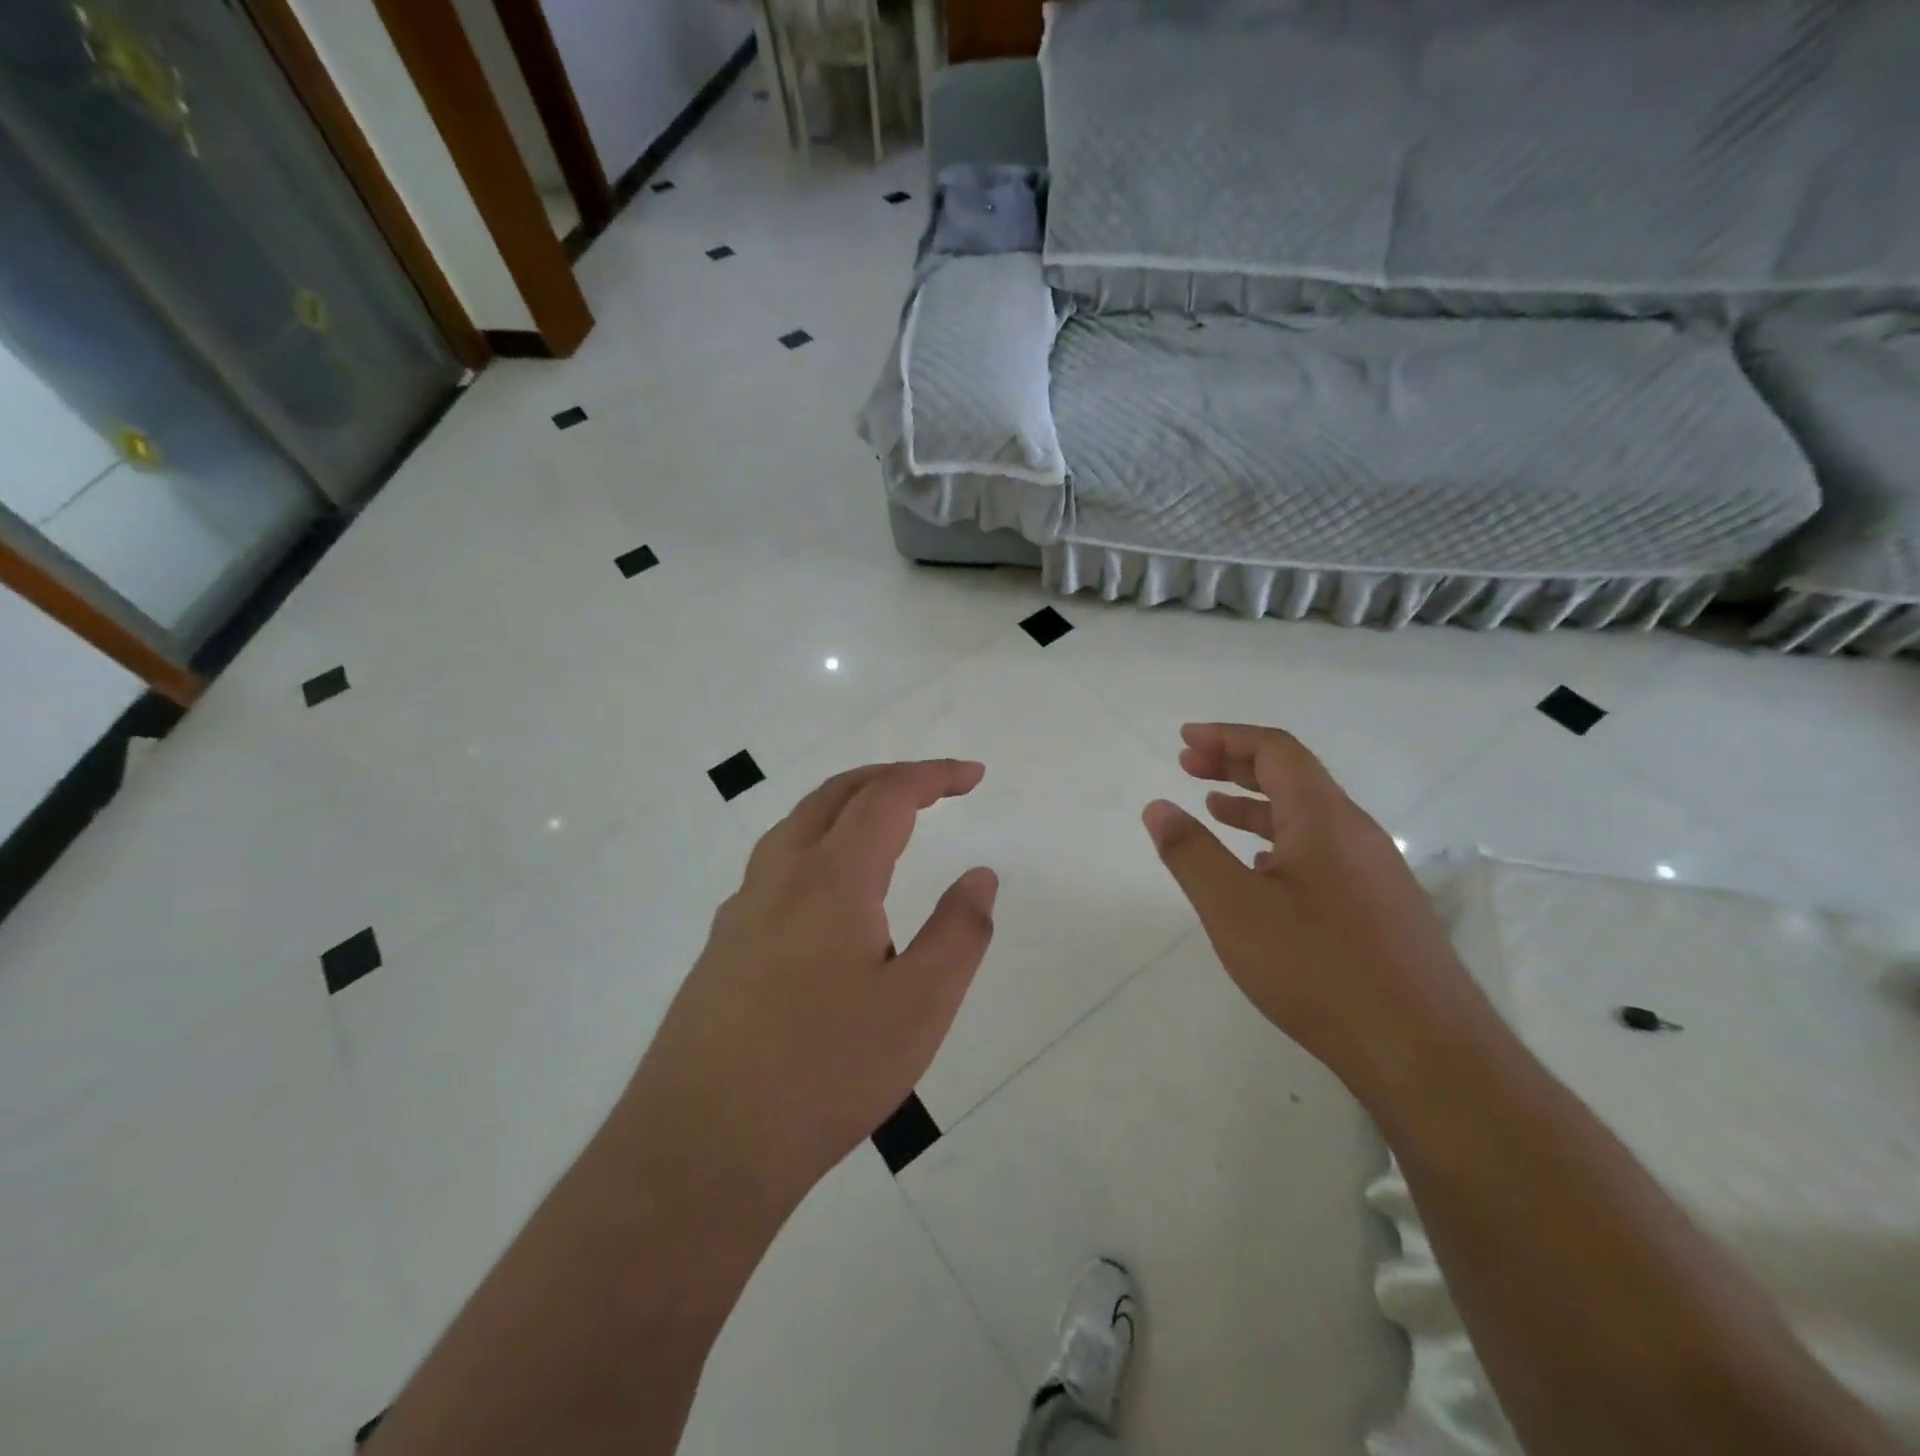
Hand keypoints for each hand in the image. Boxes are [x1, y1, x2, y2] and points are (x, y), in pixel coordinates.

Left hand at [625, 760, 996, 1212]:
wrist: (700, 1149)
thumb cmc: (825, 1073)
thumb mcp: (919, 1007)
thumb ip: (959, 933)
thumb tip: (980, 876)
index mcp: (830, 879)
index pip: (886, 797)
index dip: (932, 775)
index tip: (973, 776)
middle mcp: (779, 878)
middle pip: (834, 795)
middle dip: (888, 777)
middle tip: (935, 787)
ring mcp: (741, 913)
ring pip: (795, 827)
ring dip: (845, 805)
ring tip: (882, 823)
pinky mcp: (722, 949)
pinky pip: (774, 866)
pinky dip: (815, 844)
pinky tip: (826, 894)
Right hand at [1141, 723, 1478, 1091]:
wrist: (1424, 1052)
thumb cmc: (1319, 968)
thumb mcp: (1234, 909)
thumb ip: (1191, 853)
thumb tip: (1158, 807)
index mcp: (1323, 818)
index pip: (1276, 750)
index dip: (1227, 737)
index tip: (1184, 741)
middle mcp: (1355, 832)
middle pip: (1294, 776)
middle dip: (1237, 763)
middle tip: (1189, 765)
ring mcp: (1374, 871)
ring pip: (1309, 816)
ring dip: (1257, 803)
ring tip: (1214, 808)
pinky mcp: (1381, 907)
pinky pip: (1323, 851)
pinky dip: (1280, 840)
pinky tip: (1261, 869)